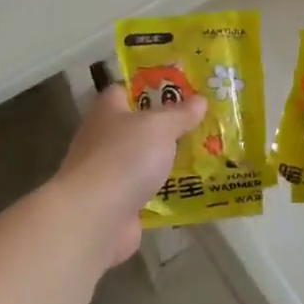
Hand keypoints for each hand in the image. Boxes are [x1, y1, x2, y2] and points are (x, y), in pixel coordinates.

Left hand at [54, 85, 206, 265]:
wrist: (95, 217)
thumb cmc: (124, 158)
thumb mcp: (159, 126)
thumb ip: (179, 113)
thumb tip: (200, 100)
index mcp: (107, 110)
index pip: (126, 89)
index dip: (152, 86)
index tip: (183, 88)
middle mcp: (104, 137)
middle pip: (139, 125)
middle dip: (168, 125)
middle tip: (204, 121)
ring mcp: (109, 172)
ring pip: (145, 158)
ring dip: (169, 158)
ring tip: (208, 153)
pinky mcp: (118, 201)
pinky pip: (148, 188)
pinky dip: (167, 189)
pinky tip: (194, 186)